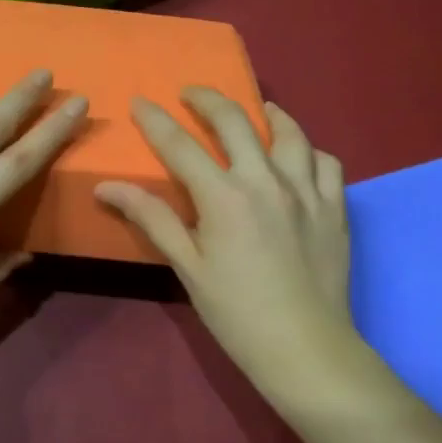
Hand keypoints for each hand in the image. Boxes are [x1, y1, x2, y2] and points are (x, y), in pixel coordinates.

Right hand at [96, 91, 357, 394]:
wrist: (306, 349)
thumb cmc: (237, 313)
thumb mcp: (188, 266)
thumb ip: (151, 218)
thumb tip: (107, 187)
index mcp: (224, 197)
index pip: (180, 145)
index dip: (155, 120)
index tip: (140, 100)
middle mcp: (266, 181)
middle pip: (234, 121)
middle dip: (207, 99)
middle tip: (191, 94)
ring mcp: (306, 191)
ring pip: (289, 133)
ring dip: (267, 115)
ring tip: (256, 111)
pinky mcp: (335, 208)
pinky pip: (326, 163)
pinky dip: (309, 152)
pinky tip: (298, 158)